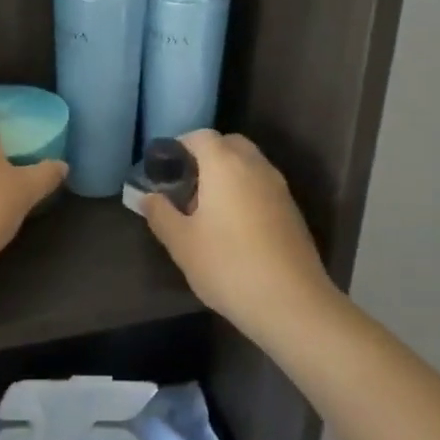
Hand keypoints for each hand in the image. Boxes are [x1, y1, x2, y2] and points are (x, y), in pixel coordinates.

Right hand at [141, 131, 338, 330]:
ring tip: (206, 209)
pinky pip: (261, 185)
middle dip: (205, 157)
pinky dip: (244, 191)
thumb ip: (160, 213)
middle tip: (185, 186)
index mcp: (225, 164)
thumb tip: (148, 196)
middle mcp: (255, 166)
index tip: (164, 169)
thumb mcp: (182, 243)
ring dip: (227, 174)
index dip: (180, 146)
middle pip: (229, 144)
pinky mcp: (291, 210)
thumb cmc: (228, 266)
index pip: (201, 136)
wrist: (292, 303)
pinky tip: (232, 227)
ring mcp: (279, 187)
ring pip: (248, 165)